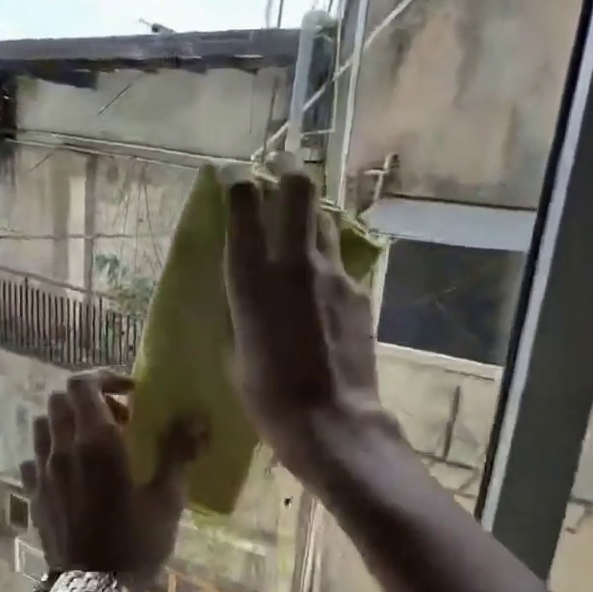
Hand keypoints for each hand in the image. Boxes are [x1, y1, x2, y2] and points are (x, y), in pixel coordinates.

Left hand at [21, 371, 205, 591]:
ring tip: (92, 443)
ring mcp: (42, 471)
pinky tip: (71, 471)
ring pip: (43, 424)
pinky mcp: (33, 493)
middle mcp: (63, 448)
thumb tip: (197, 418)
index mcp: (97, 442)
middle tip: (117, 419)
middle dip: (88, 399)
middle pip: (60, 399)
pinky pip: (33, 457)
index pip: (83, 384)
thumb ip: (178, 452)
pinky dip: (50, 452)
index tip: (130, 393)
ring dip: (66, 422)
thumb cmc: (136, 542)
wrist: (93, 590)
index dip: (105, 378)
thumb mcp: (166, 498)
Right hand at [224, 169, 400, 488]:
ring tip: (300, 233)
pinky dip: (327, 264)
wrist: (332, 421)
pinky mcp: (360, 291)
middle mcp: (294, 261)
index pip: (244, 201)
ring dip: (309, 217)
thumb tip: (244, 291)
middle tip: (278, 170)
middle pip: (298, 188)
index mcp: (251, 276)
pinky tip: (322, 291)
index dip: (237, 180)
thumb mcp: (235, 350)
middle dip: (286, 170)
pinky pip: (340, 263)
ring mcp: (334, 273)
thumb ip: (240, 308)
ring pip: (324, 220)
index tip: (232, 176)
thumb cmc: (268, 396)